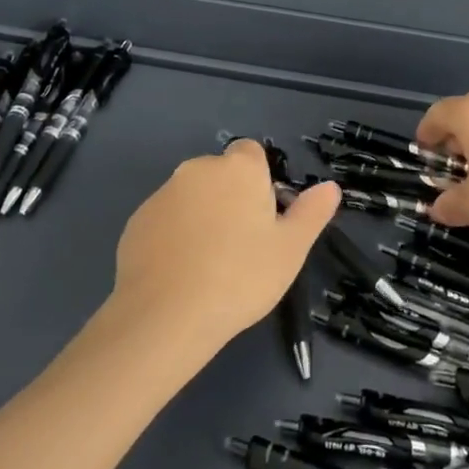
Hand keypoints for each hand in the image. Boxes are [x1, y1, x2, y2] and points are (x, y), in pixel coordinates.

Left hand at [112, 140, 339, 350]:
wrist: (166, 315)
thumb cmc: (240, 277)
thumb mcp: (290, 250)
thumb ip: (311, 213)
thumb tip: (330, 187)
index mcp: (238, 168)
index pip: (252, 153)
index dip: (260, 181)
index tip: (264, 217)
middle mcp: (198, 169)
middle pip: (221, 175)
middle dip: (231, 199)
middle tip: (242, 246)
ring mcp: (163, 193)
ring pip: (192, 197)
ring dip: (202, 217)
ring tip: (210, 265)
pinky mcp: (137, 221)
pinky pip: (165, 220)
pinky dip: (174, 236)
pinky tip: (181, 273)